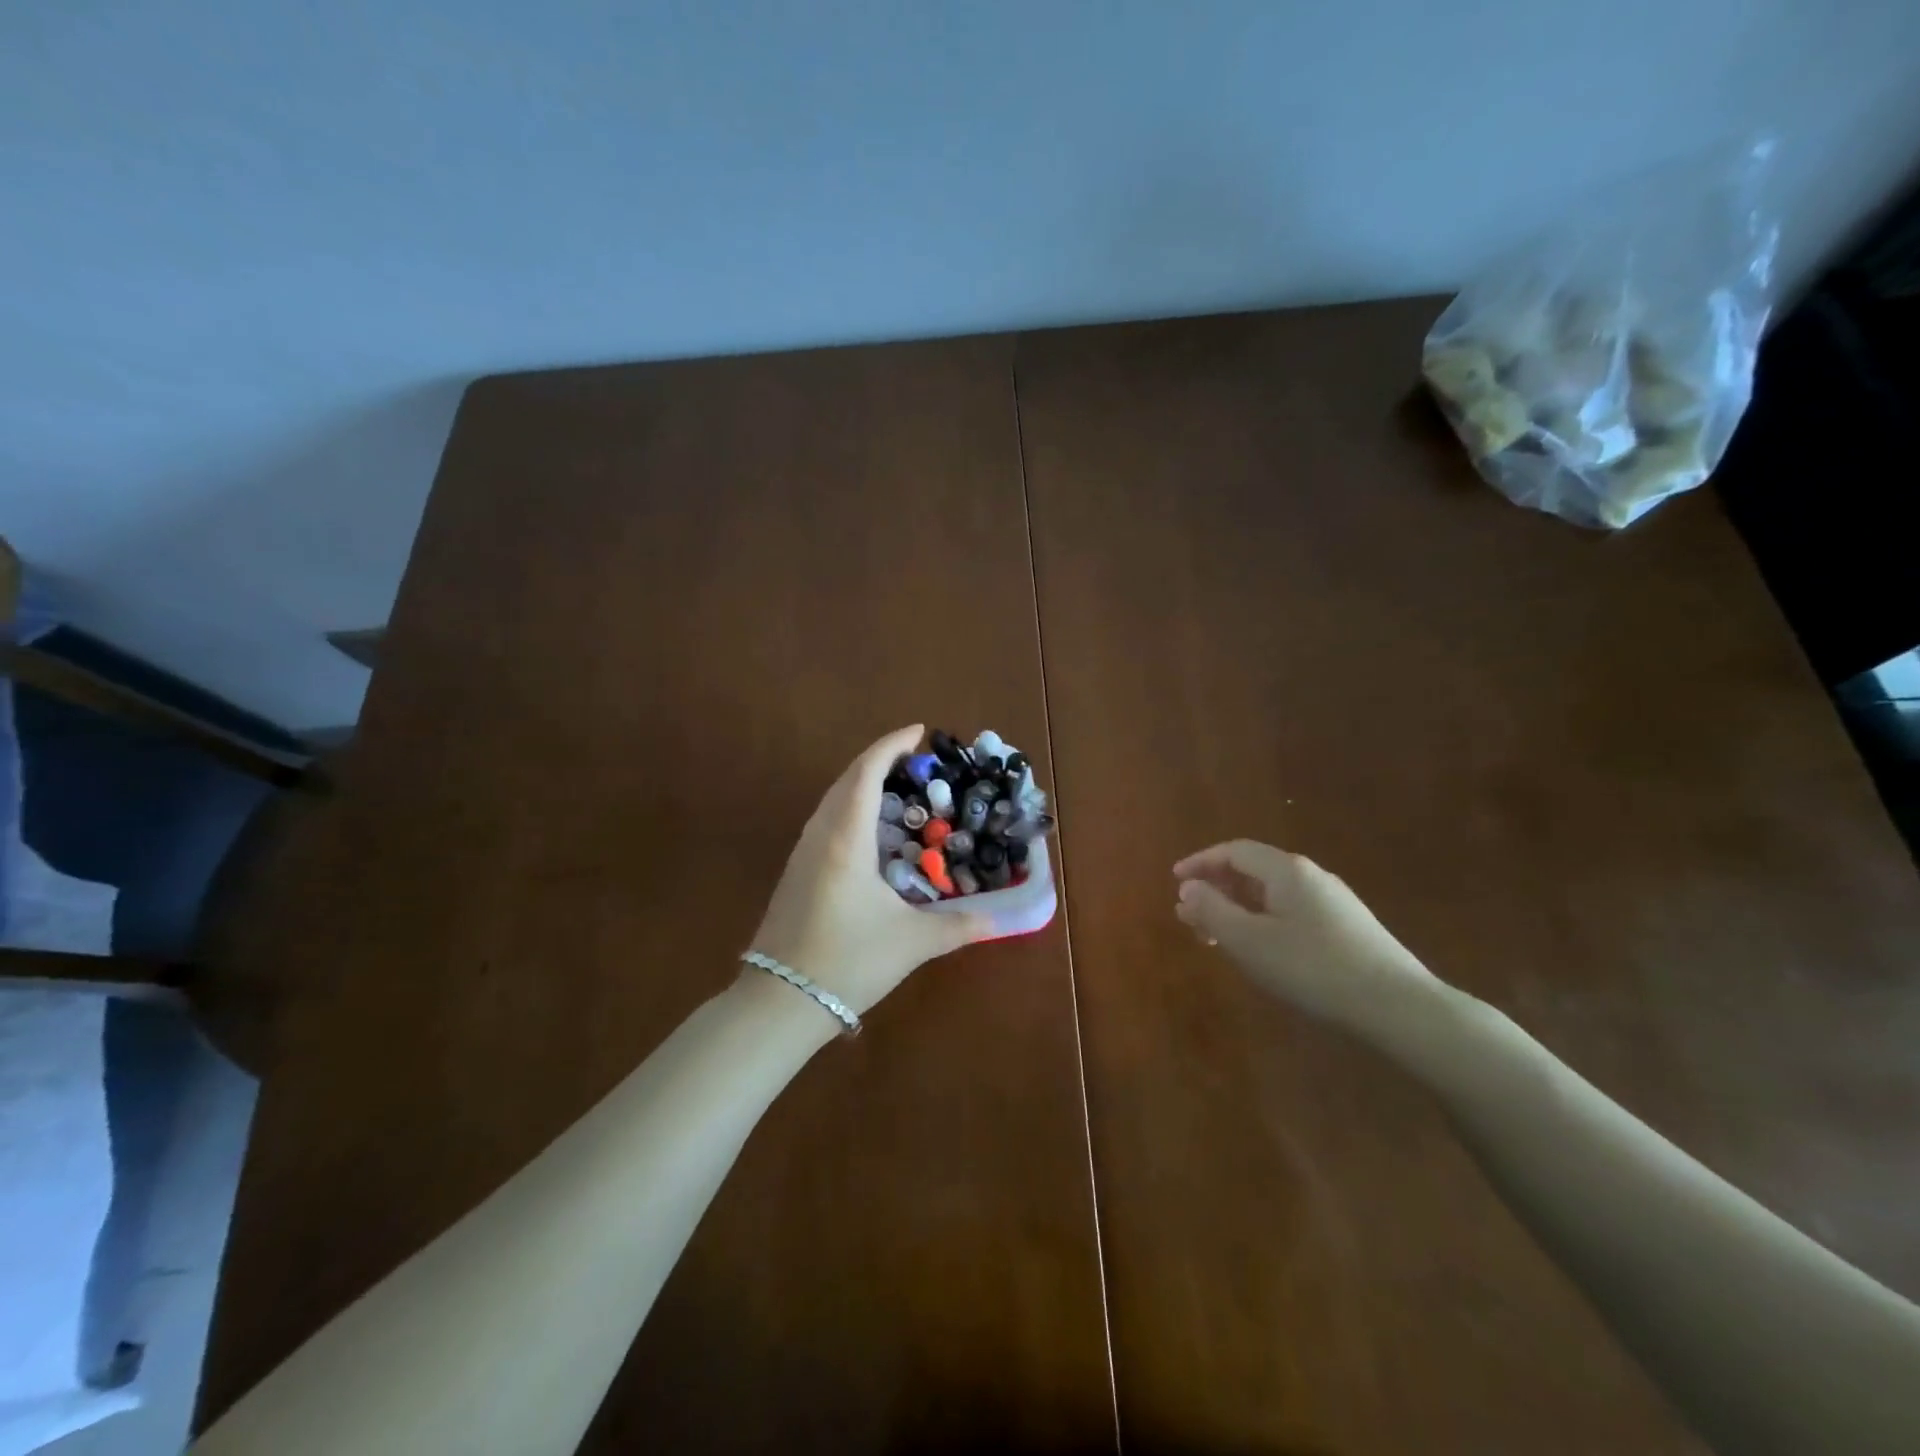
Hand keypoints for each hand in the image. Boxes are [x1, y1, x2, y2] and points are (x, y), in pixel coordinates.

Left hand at [750, 725, 987, 1015]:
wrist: (779, 1002)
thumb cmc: (848, 961)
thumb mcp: (911, 942)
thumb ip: (958, 926)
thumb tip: (997, 921)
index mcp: (846, 838)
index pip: (867, 773)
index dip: (892, 745)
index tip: (918, 731)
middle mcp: (820, 834)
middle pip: (847, 779)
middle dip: (880, 760)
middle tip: (916, 760)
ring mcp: (802, 853)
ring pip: (833, 799)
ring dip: (862, 783)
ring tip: (898, 788)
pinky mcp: (796, 872)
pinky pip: (826, 821)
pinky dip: (851, 808)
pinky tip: (870, 831)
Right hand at [1172, 839, 1438, 1030]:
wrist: (1398, 1007)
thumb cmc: (1313, 968)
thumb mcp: (1250, 941)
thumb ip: (1212, 911)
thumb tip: (1187, 888)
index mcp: (1286, 870)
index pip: (1233, 852)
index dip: (1200, 863)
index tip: (1174, 881)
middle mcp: (1311, 876)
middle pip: (1253, 871)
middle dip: (1217, 890)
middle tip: (1192, 918)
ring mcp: (1333, 901)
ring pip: (1272, 894)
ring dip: (1238, 909)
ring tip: (1219, 939)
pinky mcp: (1347, 927)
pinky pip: (1291, 911)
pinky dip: (1262, 921)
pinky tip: (1261, 952)